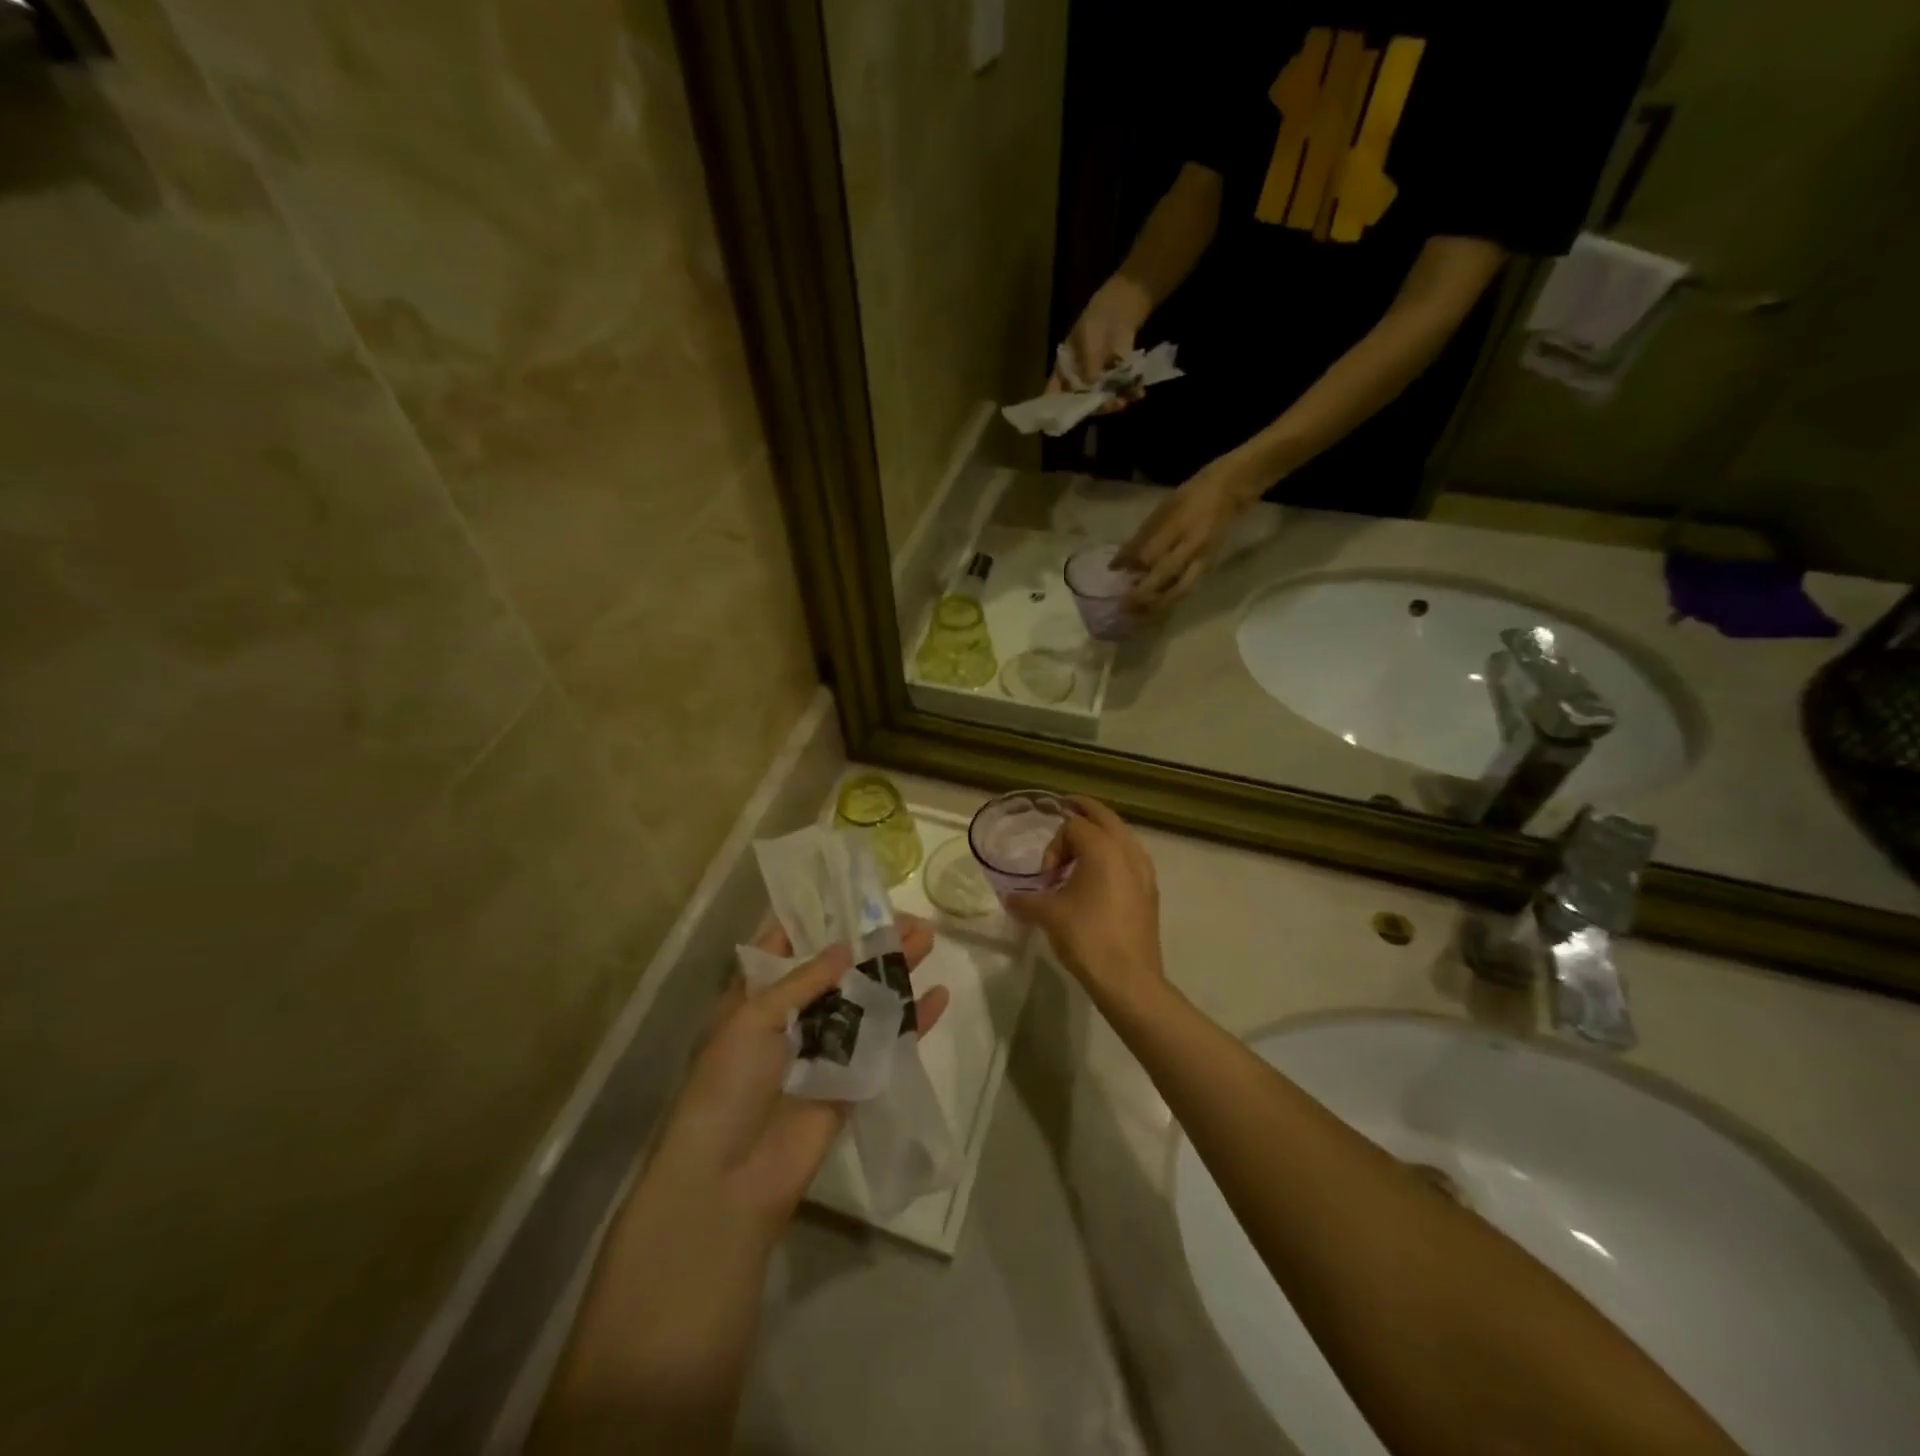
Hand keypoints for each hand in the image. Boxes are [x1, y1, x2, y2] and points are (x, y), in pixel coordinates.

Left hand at [648, 916, 947, 1242]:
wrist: (729, 1179)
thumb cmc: (728, 1085)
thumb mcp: (753, 1019)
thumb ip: (803, 980)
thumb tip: (845, 947)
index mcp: (757, 996)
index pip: (787, 944)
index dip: (818, 917)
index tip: (851, 890)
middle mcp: (793, 1015)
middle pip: (839, 968)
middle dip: (871, 940)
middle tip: (908, 916)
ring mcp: (826, 1048)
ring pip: (868, 998)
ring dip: (897, 970)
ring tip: (929, 939)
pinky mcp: (853, 1080)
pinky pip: (886, 1042)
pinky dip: (913, 1021)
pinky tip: (939, 997)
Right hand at [1004, 798, 1164, 1008]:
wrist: (1129, 980)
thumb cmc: (1087, 938)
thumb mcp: (1048, 916)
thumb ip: (1026, 899)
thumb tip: (1010, 897)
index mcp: (1103, 848)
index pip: (1073, 825)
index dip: (1053, 846)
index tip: (1046, 878)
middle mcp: (1128, 850)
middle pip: (1104, 816)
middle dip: (1082, 813)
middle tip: (1064, 810)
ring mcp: (1144, 870)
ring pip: (1121, 835)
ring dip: (1100, 834)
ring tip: (1080, 852)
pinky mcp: (1150, 891)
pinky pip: (1130, 857)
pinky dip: (1114, 854)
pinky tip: (1100, 878)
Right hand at [1048, 274, 1152, 409]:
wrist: (1120, 308)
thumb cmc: (1096, 321)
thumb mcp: (1087, 338)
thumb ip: (1088, 364)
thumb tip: (1092, 385)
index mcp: (1064, 372)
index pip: (1055, 395)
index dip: (1055, 408)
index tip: (1060, 419)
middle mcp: (1079, 382)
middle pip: (1082, 403)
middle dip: (1095, 406)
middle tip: (1109, 404)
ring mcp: (1099, 382)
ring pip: (1103, 400)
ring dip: (1114, 402)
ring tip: (1125, 400)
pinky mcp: (1117, 379)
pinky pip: (1121, 392)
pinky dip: (1130, 393)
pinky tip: (1138, 392)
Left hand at [1116, 455, 1258, 612]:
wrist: (1230, 491)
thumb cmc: (1191, 496)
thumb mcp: (1162, 510)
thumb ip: (1141, 538)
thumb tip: (1118, 565)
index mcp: (1180, 527)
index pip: (1150, 555)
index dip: (1129, 567)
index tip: (1112, 575)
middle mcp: (1193, 546)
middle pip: (1164, 578)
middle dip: (1141, 596)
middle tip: (1122, 607)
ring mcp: (1203, 559)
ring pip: (1178, 591)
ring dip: (1156, 605)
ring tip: (1137, 613)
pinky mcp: (1208, 567)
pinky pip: (1186, 589)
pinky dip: (1169, 600)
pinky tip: (1154, 605)